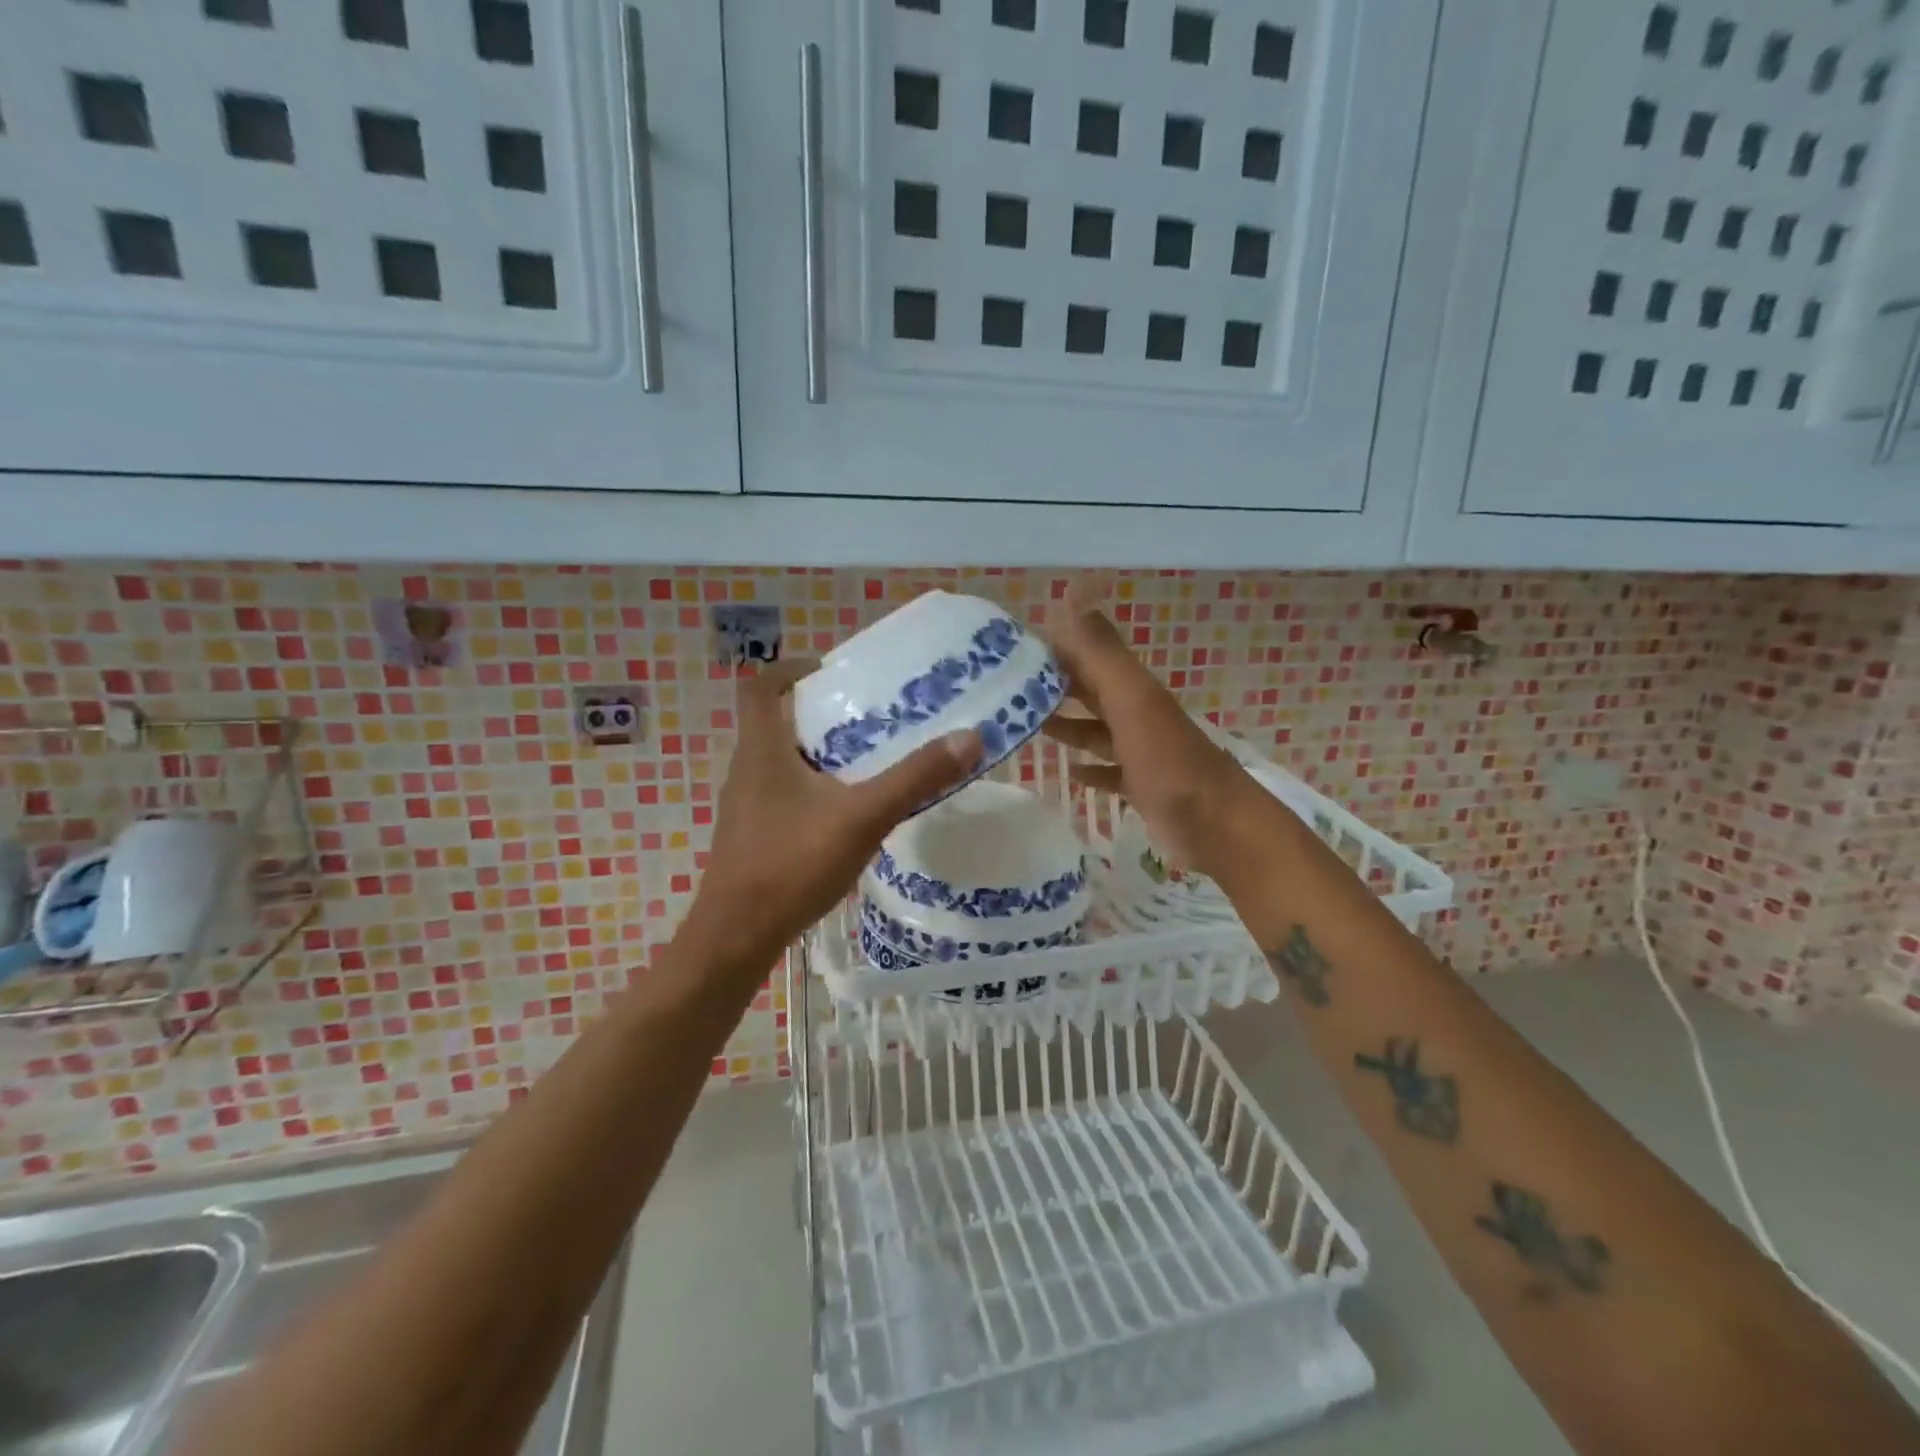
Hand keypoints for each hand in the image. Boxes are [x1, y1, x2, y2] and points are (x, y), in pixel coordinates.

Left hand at [684, 658, 981, 968]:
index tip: (830, 671)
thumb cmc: (792, 864)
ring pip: (781, 763)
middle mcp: (746, 770)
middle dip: (820, 715)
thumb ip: (915, 778)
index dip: (791, 669)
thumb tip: (969, 737)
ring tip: (866, 763)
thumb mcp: (863, 817)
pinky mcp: (751, 837)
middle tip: (868, 718)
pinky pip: (783, 796)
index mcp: (762, 750)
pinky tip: (845, 816)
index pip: (761, 686)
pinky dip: (813, 791)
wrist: (737, 937)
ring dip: (818, 755)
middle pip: (776, 723)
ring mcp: (745, 807)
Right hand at [1041, 591, 1246, 881]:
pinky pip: (1110, 772)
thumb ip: (1101, 652)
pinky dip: (1091, 769)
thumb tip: (1072, 591)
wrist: (1218, 825)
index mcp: (1132, 689)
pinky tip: (1070, 773)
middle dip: (1056, 685)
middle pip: (1091, 691)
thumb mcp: (1131, 701)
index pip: (1087, 655)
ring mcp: (1141, 752)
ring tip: (1029, 724)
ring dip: (1068, 725)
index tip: (1012, 647)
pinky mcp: (1142, 787)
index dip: (1054, 647)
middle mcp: (1136, 714)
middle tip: (1009, 687)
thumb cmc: (1168, 761)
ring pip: (1097, 730)